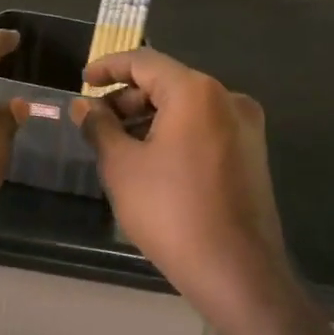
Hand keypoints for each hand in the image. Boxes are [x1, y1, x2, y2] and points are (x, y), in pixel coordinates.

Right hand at [75, 49, 288, 321]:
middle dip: (127, 98)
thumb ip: (99, 126)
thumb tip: (83, 105)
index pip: (144, 62)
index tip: (82, 81)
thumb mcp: (122, 166)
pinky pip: (204, 128)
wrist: (237, 272)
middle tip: (95, 121)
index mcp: (196, 92)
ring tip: (117, 143)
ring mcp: (245, 127)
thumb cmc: (171, 211)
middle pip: (167, 83)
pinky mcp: (251, 154)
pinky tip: (149, 159)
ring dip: (149, 117)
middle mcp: (227, 99)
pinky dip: (173, 133)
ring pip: (186, 107)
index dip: (108, 68)